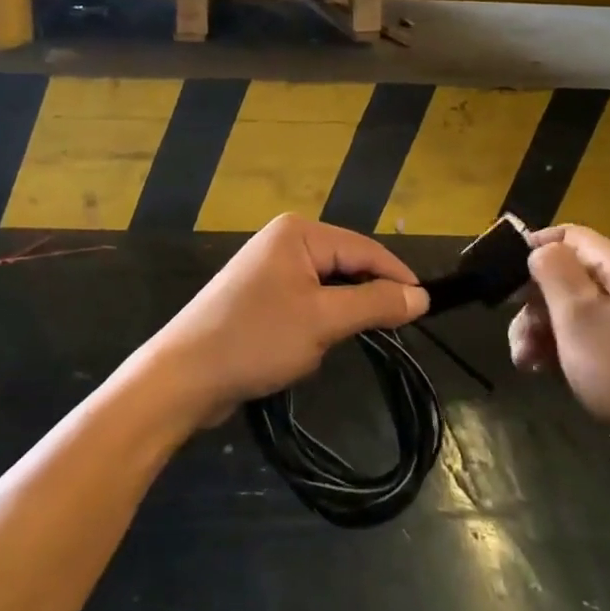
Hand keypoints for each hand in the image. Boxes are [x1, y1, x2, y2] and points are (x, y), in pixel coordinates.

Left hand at [147, 214, 427, 427]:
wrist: (183, 377)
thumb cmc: (256, 340)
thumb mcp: (323, 321)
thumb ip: (375, 304)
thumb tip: (421, 296)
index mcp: (299, 233)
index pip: (363, 248)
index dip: (397, 277)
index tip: (426, 307)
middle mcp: (284, 241)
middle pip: (345, 265)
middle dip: (364, 299)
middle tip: (392, 331)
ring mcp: (269, 268)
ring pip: (327, 288)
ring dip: (337, 317)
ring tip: (340, 343)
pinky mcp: (259, 297)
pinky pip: (305, 303)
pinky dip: (316, 324)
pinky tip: (306, 349)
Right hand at [509, 225, 609, 482]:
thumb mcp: (579, 315)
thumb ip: (554, 271)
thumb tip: (540, 249)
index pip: (569, 236)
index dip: (535, 248)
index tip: (503, 277)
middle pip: (564, 274)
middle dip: (532, 301)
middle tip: (517, 333)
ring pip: (566, 309)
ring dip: (538, 329)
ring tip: (524, 360)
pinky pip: (578, 337)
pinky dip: (555, 348)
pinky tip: (539, 370)